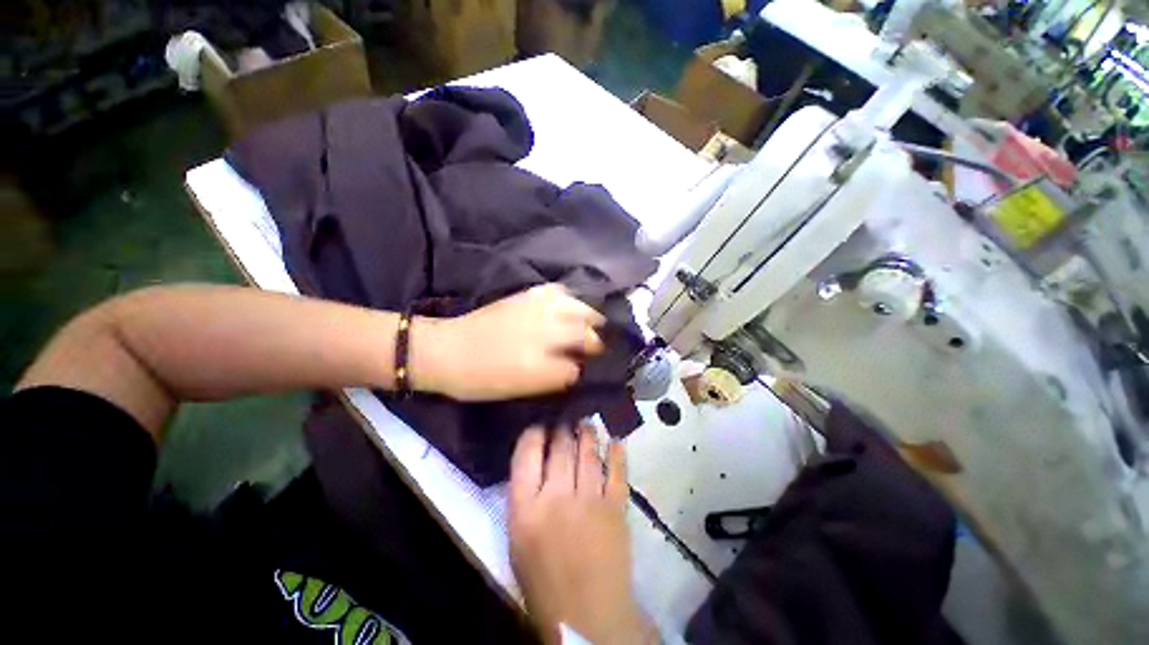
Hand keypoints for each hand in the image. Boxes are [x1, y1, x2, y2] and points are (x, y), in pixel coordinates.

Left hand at [415, 284, 605, 400]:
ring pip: (580, 308)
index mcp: (542, 362)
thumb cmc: (481, 379)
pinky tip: (572, 308)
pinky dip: (573, 300)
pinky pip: (561, 292)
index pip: (585, 363)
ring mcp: (536, 308)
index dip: (599, 367)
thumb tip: (583, 370)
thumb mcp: (522, 389)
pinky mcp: (527, 295)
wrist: (447, 350)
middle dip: (601, 341)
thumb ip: (557, 378)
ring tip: (595, 328)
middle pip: (589, 331)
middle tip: (605, 352)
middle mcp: (545, 330)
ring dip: (593, 318)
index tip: (607, 371)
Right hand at [509, 426, 654, 644]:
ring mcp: (590, 499)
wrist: (585, 607)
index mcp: (524, 506)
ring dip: (587, 434)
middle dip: (561, 428)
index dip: (533, 433)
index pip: (526, 454)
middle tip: (565, 417)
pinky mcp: (617, 508)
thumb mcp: (516, 541)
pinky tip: (615, 440)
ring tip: (586, 423)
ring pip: (588, 454)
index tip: (538, 425)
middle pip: (559, 448)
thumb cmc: (542, 582)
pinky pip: (617, 472)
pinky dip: (616, 453)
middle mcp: (556, 495)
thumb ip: (523, 504)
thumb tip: (533, 476)